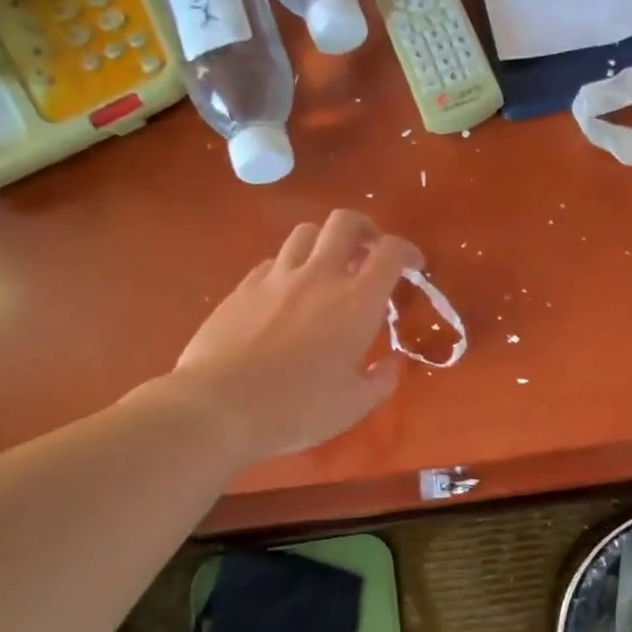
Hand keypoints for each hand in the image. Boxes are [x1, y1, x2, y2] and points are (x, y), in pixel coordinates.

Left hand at [157, 211, 422, 462]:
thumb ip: (381, 380)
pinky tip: (289, 293)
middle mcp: (319, 276)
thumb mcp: (353, 405)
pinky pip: (274, 261)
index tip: (414, 266)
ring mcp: (277, 277)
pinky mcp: (244, 287)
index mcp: (356, 301)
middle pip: (346, 223)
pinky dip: (291, 266)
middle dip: (366, 230)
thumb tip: (393, 363)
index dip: (408, 251)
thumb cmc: (296, 408)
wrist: (218, 407)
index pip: (390, 251)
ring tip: (329, 269)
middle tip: (370, 253)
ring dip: (326, 243)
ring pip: (306, 232)